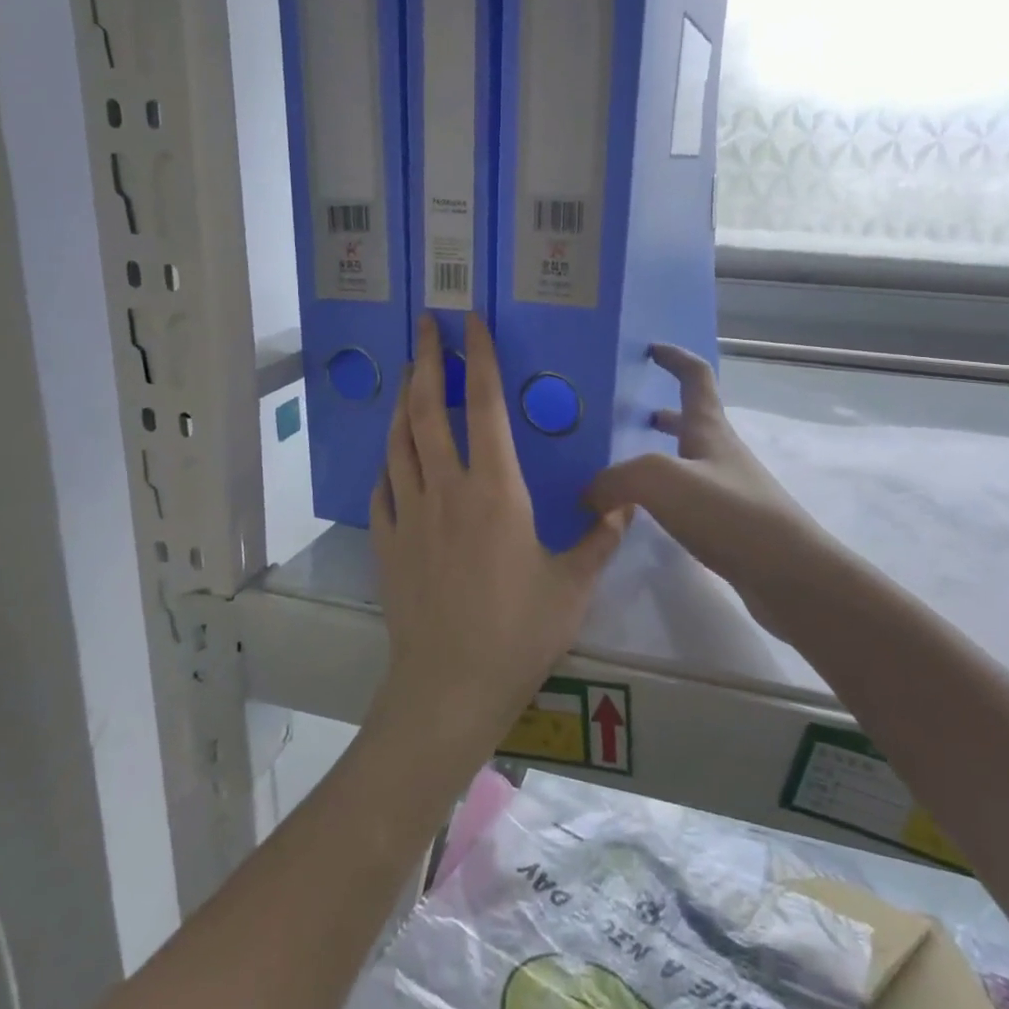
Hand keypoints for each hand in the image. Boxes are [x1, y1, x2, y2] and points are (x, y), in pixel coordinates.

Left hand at [371, 314, 630, 750]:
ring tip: (406, 377)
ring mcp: (409, 514)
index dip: (477, 360)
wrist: (449, 685)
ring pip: (398, 442)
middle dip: (425, 361)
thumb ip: (600, 538)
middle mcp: (446, 489)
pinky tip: (393, 457)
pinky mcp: (386, 542)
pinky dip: (388, 461)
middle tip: (424, 326)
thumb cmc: (518, 632)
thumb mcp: (573, 585)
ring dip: (402, 402)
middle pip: (427, 410)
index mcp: (495, 490)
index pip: (483, 406)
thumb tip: (626, 503)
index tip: (470, 324)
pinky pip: (382, 487)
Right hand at [587, 345, 820, 631]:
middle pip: (692, 420)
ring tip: (623, 471)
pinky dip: (665, 496)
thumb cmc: (729, 514)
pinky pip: (690, 498)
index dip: (674, 358)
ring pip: (689, 461)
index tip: (651, 349)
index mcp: (710, 429)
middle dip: (662, 414)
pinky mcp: (731, 526)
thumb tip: (589, 493)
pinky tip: (645, 516)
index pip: (695, 377)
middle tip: (626, 419)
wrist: (789, 575)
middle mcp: (722, 453)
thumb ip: (616, 479)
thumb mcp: (661, 481)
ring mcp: (730, 490)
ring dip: (661, 456)